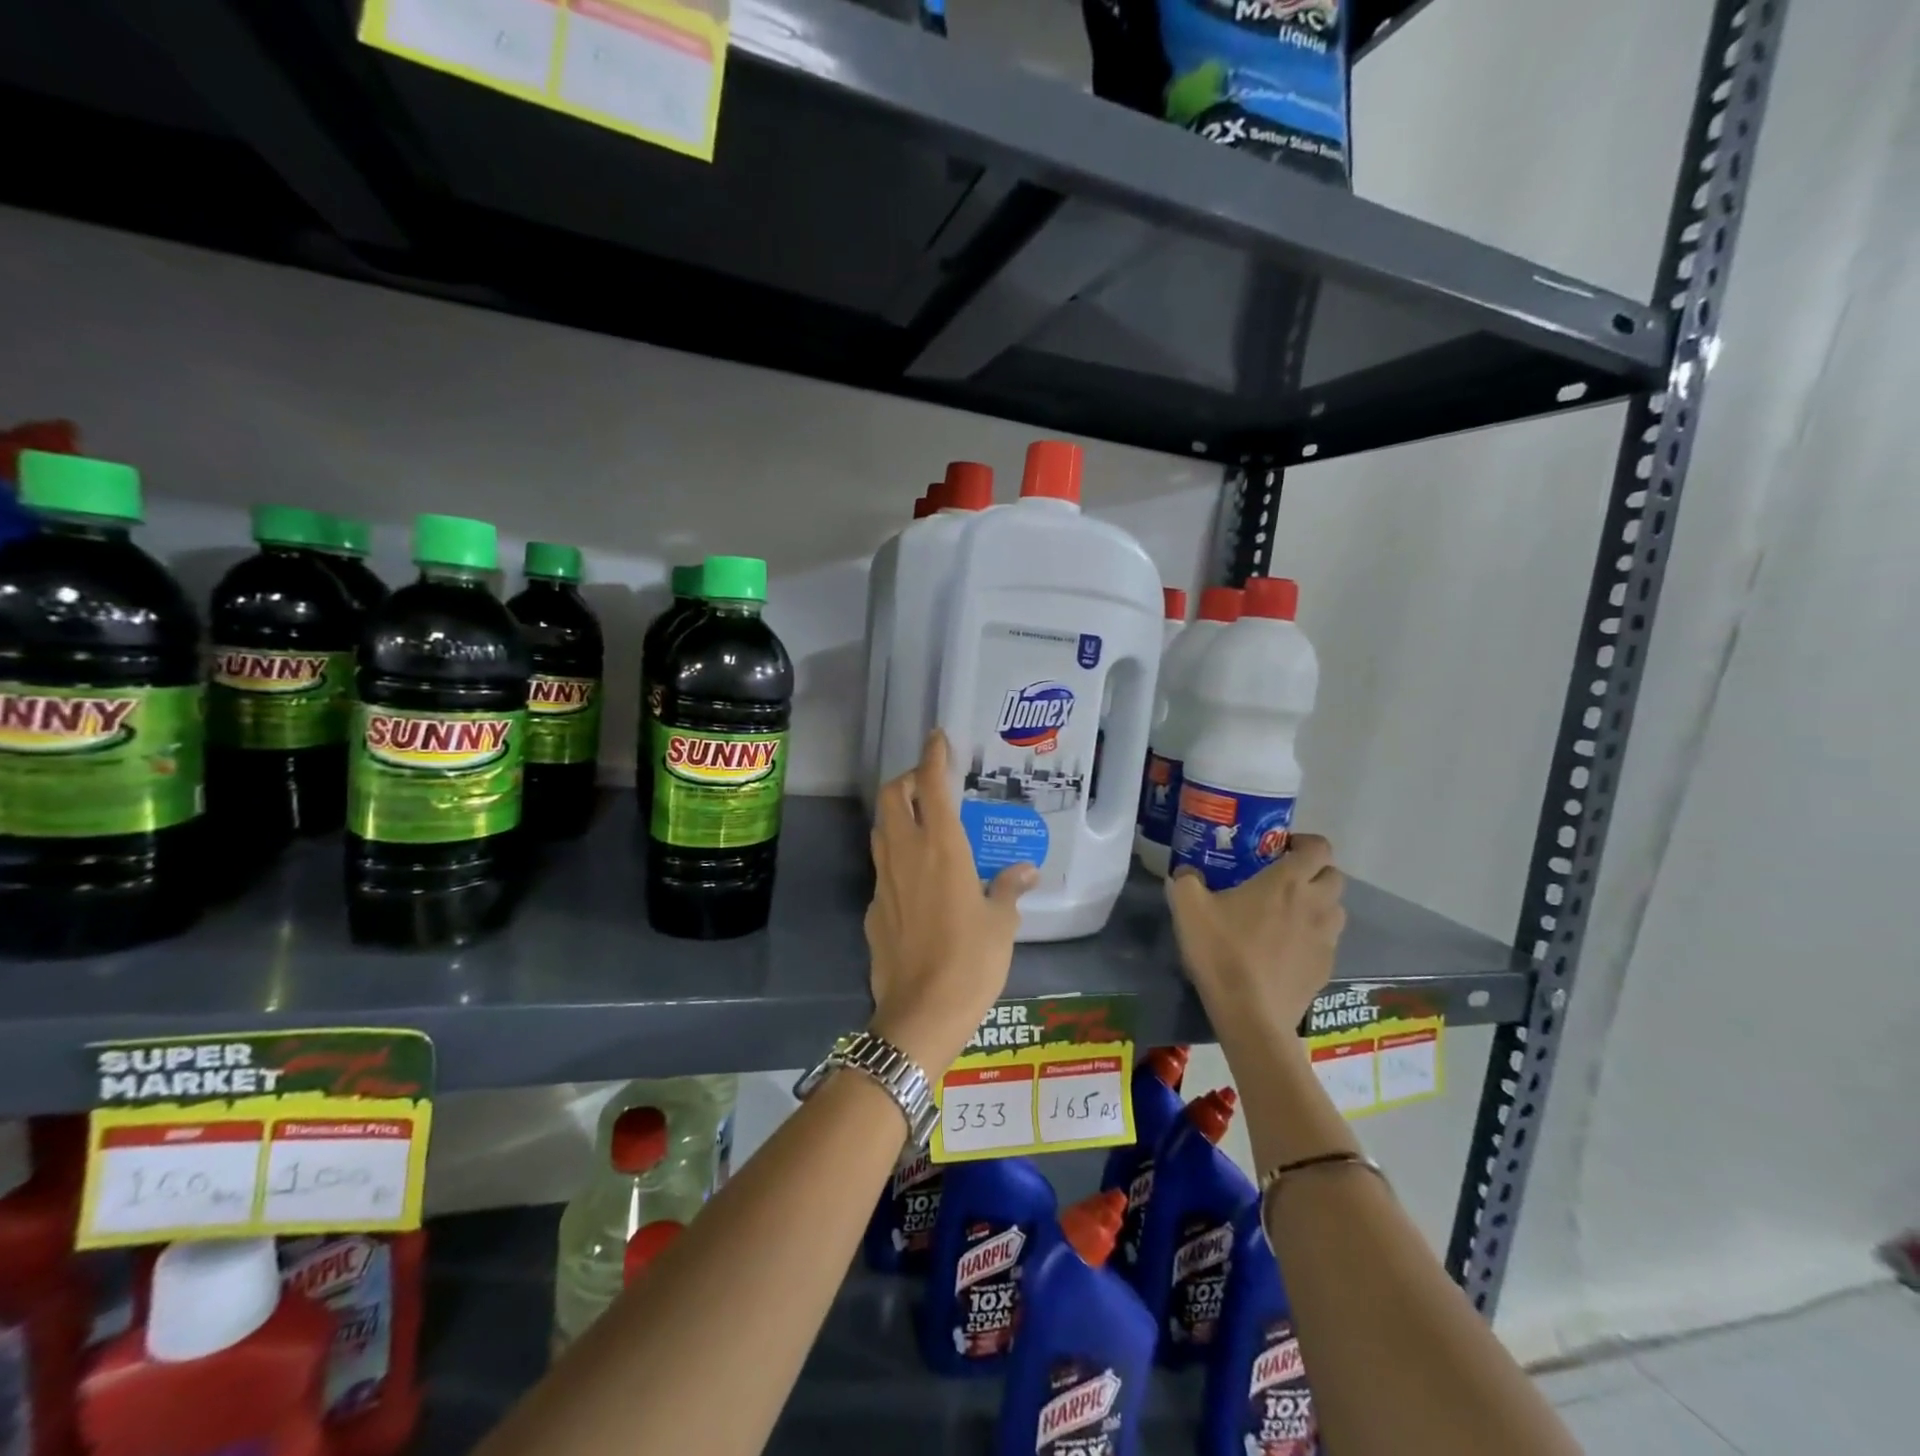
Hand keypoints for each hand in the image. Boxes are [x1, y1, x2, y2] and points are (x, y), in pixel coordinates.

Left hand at [865, 731, 1037, 1073]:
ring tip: (922, 822)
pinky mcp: (872, 906)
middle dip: (908, 779)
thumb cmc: (971, 961)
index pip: (932, 785)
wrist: (920, 1013)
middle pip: (892, 796)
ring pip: (881, 828)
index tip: (937, 737)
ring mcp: (883, 880)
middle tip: (931, 785)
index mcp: (942, 848)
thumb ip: (1010, 888)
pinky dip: (896, 856)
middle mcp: (906, 853)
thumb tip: (1025, 870)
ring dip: (897, 813)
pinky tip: (917, 880)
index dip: (933, 756)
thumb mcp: (1002, 923)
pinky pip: (882, 866)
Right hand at [1167, 834, 1346, 1034]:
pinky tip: (1284, 949)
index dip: (1304, 843)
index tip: (1280, 850)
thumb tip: (1186, 871)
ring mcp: (1326, 939)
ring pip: (1335, 909)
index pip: (1318, 847)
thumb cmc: (1222, 952)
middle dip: (1314, 873)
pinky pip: (1327, 941)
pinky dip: (1312, 937)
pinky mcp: (1326, 968)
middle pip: (1334, 877)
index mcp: (1287, 882)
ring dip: (1318, 905)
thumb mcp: (1187, 908)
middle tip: (1283, 881)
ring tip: (1287, 915)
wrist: (1250, 1015)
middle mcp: (1315, 904)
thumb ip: (1186, 880)